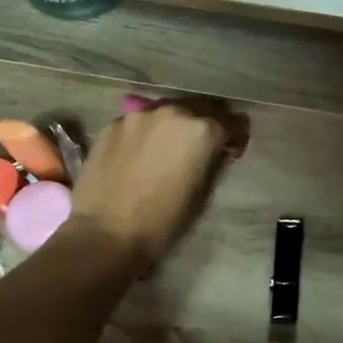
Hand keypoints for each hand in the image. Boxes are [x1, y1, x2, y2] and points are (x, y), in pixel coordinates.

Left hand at [69, 99, 247, 268]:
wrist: (106, 234)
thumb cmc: (163, 222)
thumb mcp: (203, 194)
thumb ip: (213, 162)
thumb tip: (215, 151)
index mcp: (202, 131)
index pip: (233, 122)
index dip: (236, 137)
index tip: (231, 151)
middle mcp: (173, 112)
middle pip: (200, 108)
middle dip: (207, 124)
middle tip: (201, 147)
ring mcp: (139, 115)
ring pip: (168, 111)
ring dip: (175, 126)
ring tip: (167, 149)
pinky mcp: (112, 124)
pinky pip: (140, 122)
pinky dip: (147, 133)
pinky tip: (140, 154)